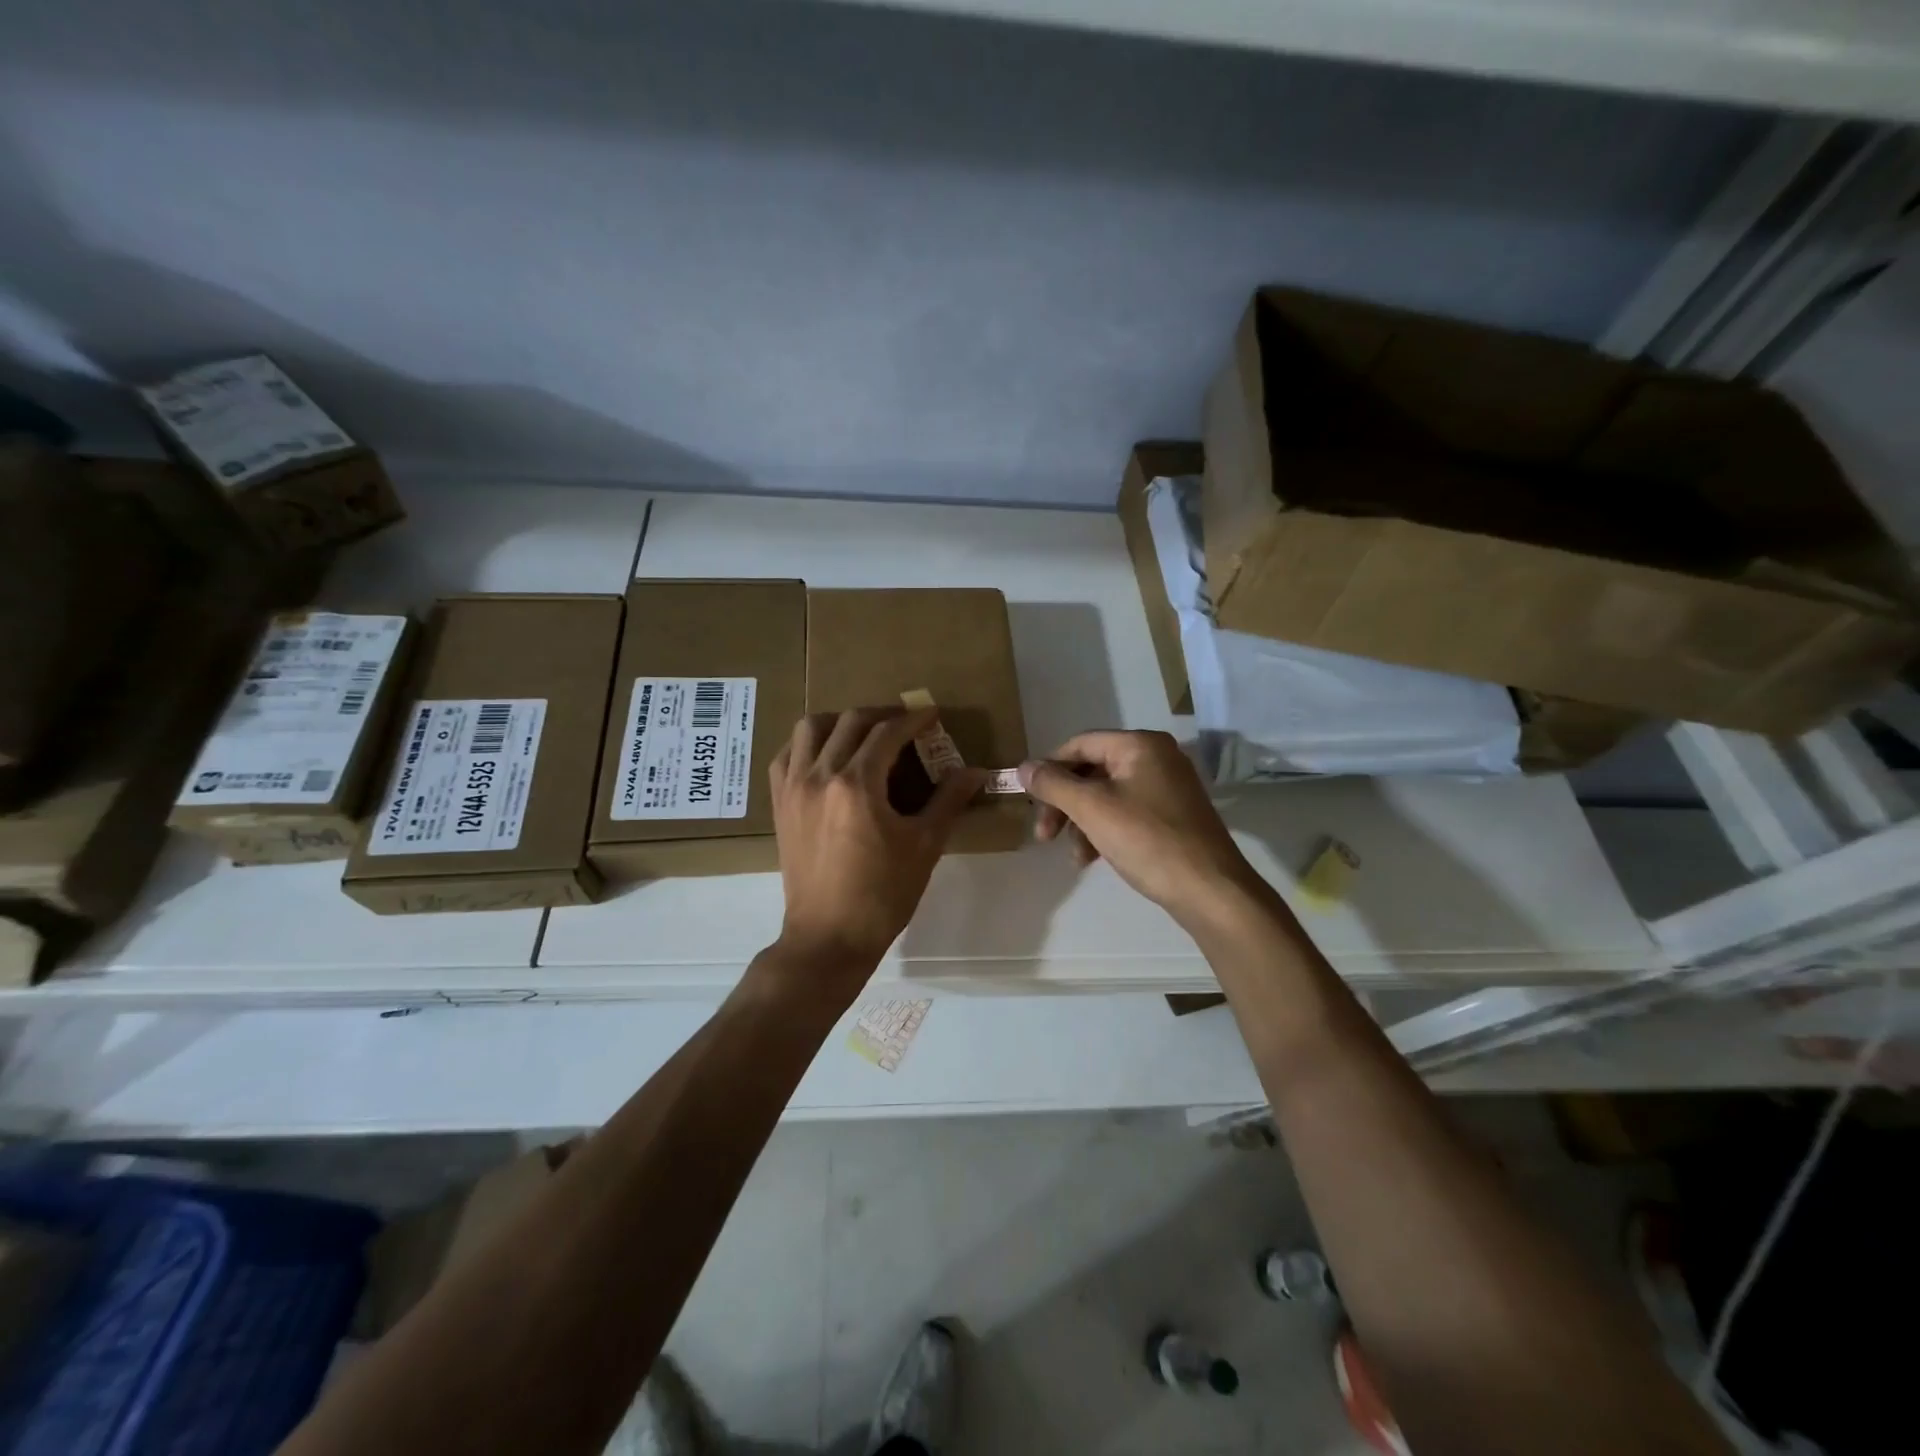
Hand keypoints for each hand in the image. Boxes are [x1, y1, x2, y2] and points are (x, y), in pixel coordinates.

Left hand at [768, 708, 986, 979]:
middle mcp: (820, 775)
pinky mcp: (780, 804)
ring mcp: (793, 788)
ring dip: (840, 721)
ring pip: (810, 729)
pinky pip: (786, 755)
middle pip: (850, 721)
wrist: (829, 938)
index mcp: (857, 783)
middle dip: (882, 715)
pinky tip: (826, 757)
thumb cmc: (883, 894)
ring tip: (862, 734)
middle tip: (905, 723)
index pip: (888, 733)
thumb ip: (949, 801)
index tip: (932, 714)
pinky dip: (807, 745)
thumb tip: (976, 772)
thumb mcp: (924, 846)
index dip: (914, 719)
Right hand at [1019, 731, 1260, 926]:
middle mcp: (1156, 757)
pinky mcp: (1172, 815)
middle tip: (1044, 836)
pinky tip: (1093, 858)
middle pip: (1092, 771)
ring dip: (1081, 823)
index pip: (1080, 744)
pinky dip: (1104, 830)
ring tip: (1075, 857)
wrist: (1210, 890)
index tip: (1030, 801)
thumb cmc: (1147, 840)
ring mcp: (1167, 786)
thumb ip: (1053, 784)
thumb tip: (1023, 766)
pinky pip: (1126, 812)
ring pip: (1106, 795)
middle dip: (1064, 803)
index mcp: (1139, 745)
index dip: (1050, 769)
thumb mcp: (1091, 809)